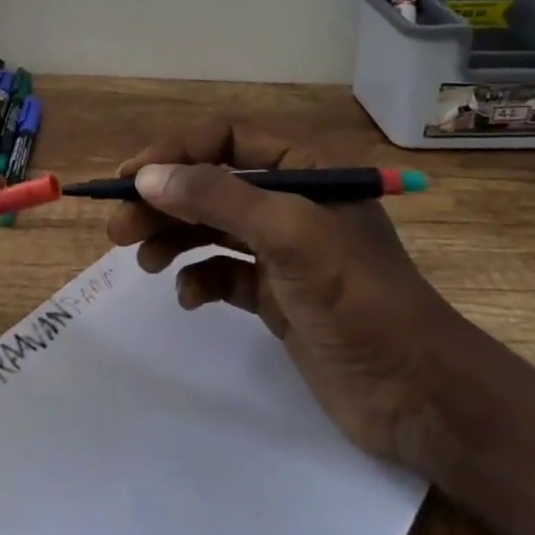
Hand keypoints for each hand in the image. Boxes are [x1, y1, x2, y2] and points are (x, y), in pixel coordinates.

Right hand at [106, 120, 482, 477]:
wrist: (417, 395)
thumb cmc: (357, 299)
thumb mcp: (288, 235)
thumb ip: (217, 199)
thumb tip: (147, 176)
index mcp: (306, 169)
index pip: (225, 139)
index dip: (174, 152)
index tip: (128, 178)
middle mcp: (293, 202)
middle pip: (211, 185)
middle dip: (164, 202)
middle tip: (118, 229)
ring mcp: (285, 251)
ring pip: (212, 229)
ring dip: (174, 238)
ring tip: (144, 261)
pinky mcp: (278, 295)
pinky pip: (225, 273)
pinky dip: (201, 280)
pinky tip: (190, 298)